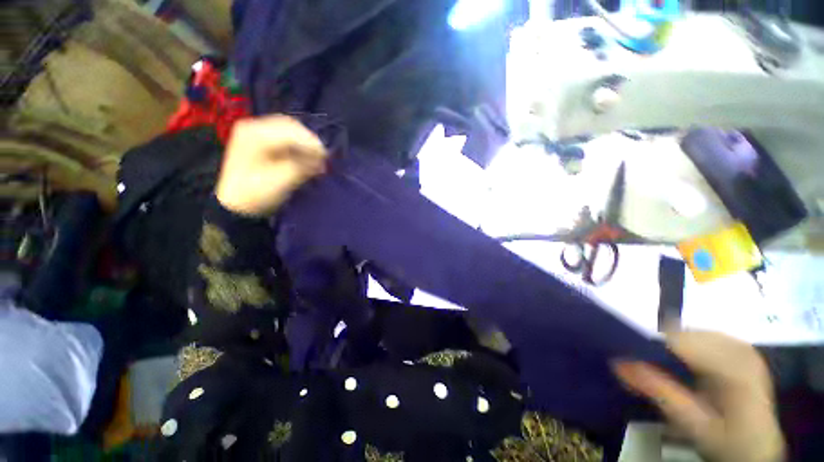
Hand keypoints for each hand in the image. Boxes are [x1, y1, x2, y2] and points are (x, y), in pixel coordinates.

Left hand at [216, 115, 326, 215]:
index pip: (290, 131)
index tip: (326, 158)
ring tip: (316, 160)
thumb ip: (302, 167)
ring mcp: (256, 132)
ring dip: (305, 144)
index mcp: (254, 135)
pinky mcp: (261, 140)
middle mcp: (253, 127)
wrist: (237, 205)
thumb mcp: (281, 182)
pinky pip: (285, 137)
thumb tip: (321, 160)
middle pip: (291, 127)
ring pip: (290, 130)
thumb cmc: (256, 194)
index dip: (311, 143)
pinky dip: (299, 146)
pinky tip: (306, 158)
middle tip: (322, 158)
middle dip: (309, 142)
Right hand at [613, 331, 784, 461]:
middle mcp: (738, 348)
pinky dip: (683, 347)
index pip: (679, 339)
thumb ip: (658, 392)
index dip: (647, 344)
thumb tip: (617, 362)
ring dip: (669, 346)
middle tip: (640, 365)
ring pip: (690, 331)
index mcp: (733, 366)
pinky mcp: (739, 349)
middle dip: (658, 345)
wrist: (758, 450)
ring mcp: (741, 346)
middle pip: (683, 332)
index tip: (624, 355)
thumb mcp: (691, 424)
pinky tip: (682, 365)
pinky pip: (701, 337)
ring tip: (659, 367)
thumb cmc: (727, 442)